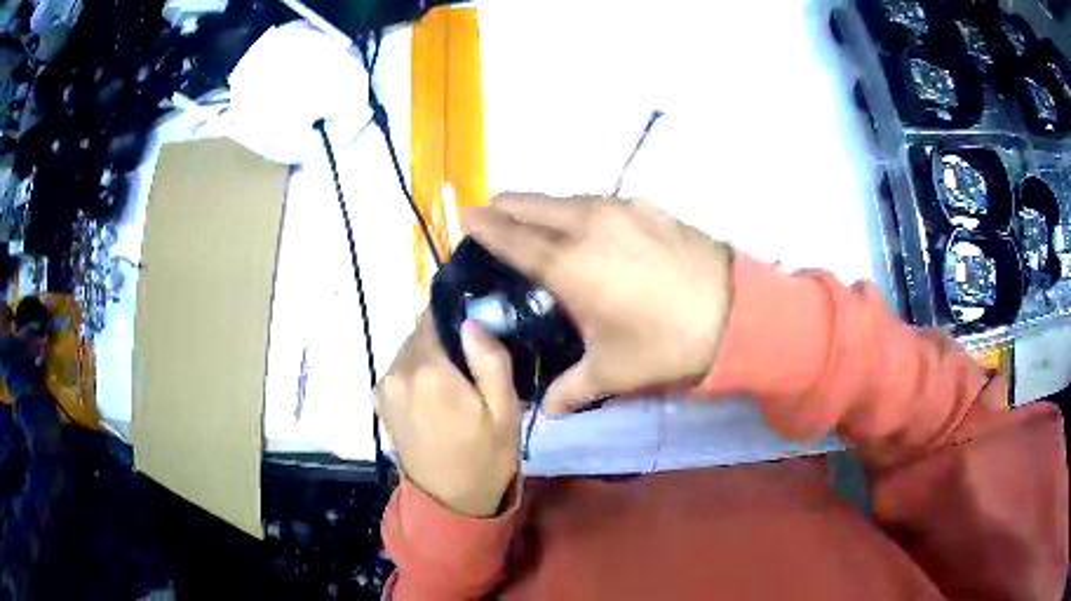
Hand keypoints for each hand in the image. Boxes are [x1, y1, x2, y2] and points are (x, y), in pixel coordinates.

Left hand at [376, 314, 520, 517]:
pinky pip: (402, 369)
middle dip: (446, 340)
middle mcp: (398, 371)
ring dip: (432, 357)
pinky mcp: (380, 400)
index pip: (436, 316)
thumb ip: (490, 359)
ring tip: (457, 384)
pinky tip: (438, 397)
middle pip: (422, 332)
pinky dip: (419, 373)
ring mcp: (384, 386)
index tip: (478, 335)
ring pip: (411, 350)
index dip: (458, 319)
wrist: (450, 502)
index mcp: (429, 370)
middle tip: (473, 365)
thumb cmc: (486, 457)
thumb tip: (471, 320)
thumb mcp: (505, 410)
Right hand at [466, 195, 732, 414]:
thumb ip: (570, 390)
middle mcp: (585, 224)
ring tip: (541, 227)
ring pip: (564, 197)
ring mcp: (618, 208)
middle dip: (505, 207)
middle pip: (529, 201)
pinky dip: (580, 210)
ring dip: (543, 207)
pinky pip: (598, 200)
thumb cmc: (664, 342)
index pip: (509, 234)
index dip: (482, 224)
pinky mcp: (646, 205)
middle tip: (496, 222)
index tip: (466, 218)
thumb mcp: (612, 372)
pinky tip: (592, 231)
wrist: (733, 312)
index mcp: (567, 263)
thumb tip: (546, 411)